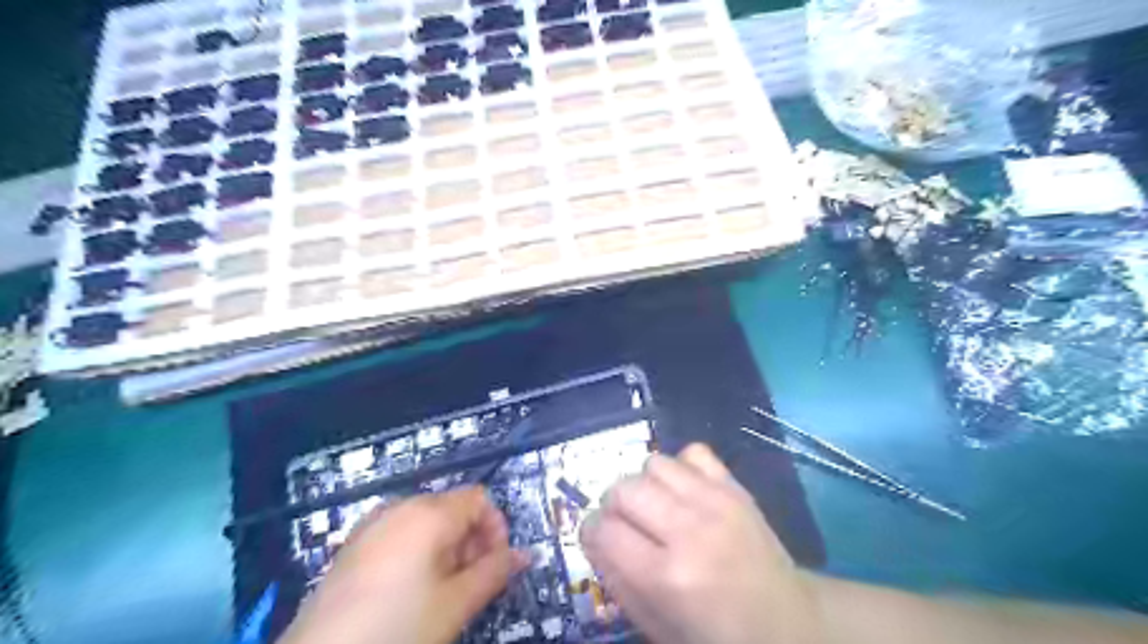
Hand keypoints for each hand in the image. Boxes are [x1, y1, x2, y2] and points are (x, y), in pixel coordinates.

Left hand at [279, 489, 530, 643]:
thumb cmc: (397, 629)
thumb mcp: (456, 604)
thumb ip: (495, 572)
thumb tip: (527, 554)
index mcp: (429, 513)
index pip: (480, 499)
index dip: (496, 529)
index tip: (495, 566)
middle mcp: (401, 506)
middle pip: (454, 508)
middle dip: (471, 542)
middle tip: (469, 585)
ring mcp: (373, 522)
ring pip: (427, 521)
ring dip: (446, 549)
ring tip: (440, 593)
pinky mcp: (354, 543)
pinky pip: (400, 533)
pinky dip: (417, 552)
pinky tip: (408, 591)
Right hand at [584, 445, 824, 642]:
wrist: (789, 622)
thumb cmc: (717, 635)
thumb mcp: (657, 626)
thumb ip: (617, 580)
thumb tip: (593, 536)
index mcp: (667, 577)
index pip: (602, 530)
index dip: (591, 531)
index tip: (600, 538)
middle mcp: (689, 530)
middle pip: (623, 488)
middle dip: (614, 506)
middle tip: (628, 525)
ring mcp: (716, 502)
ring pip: (653, 463)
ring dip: (646, 484)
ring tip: (659, 508)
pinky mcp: (735, 487)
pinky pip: (692, 452)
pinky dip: (682, 468)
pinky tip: (686, 493)